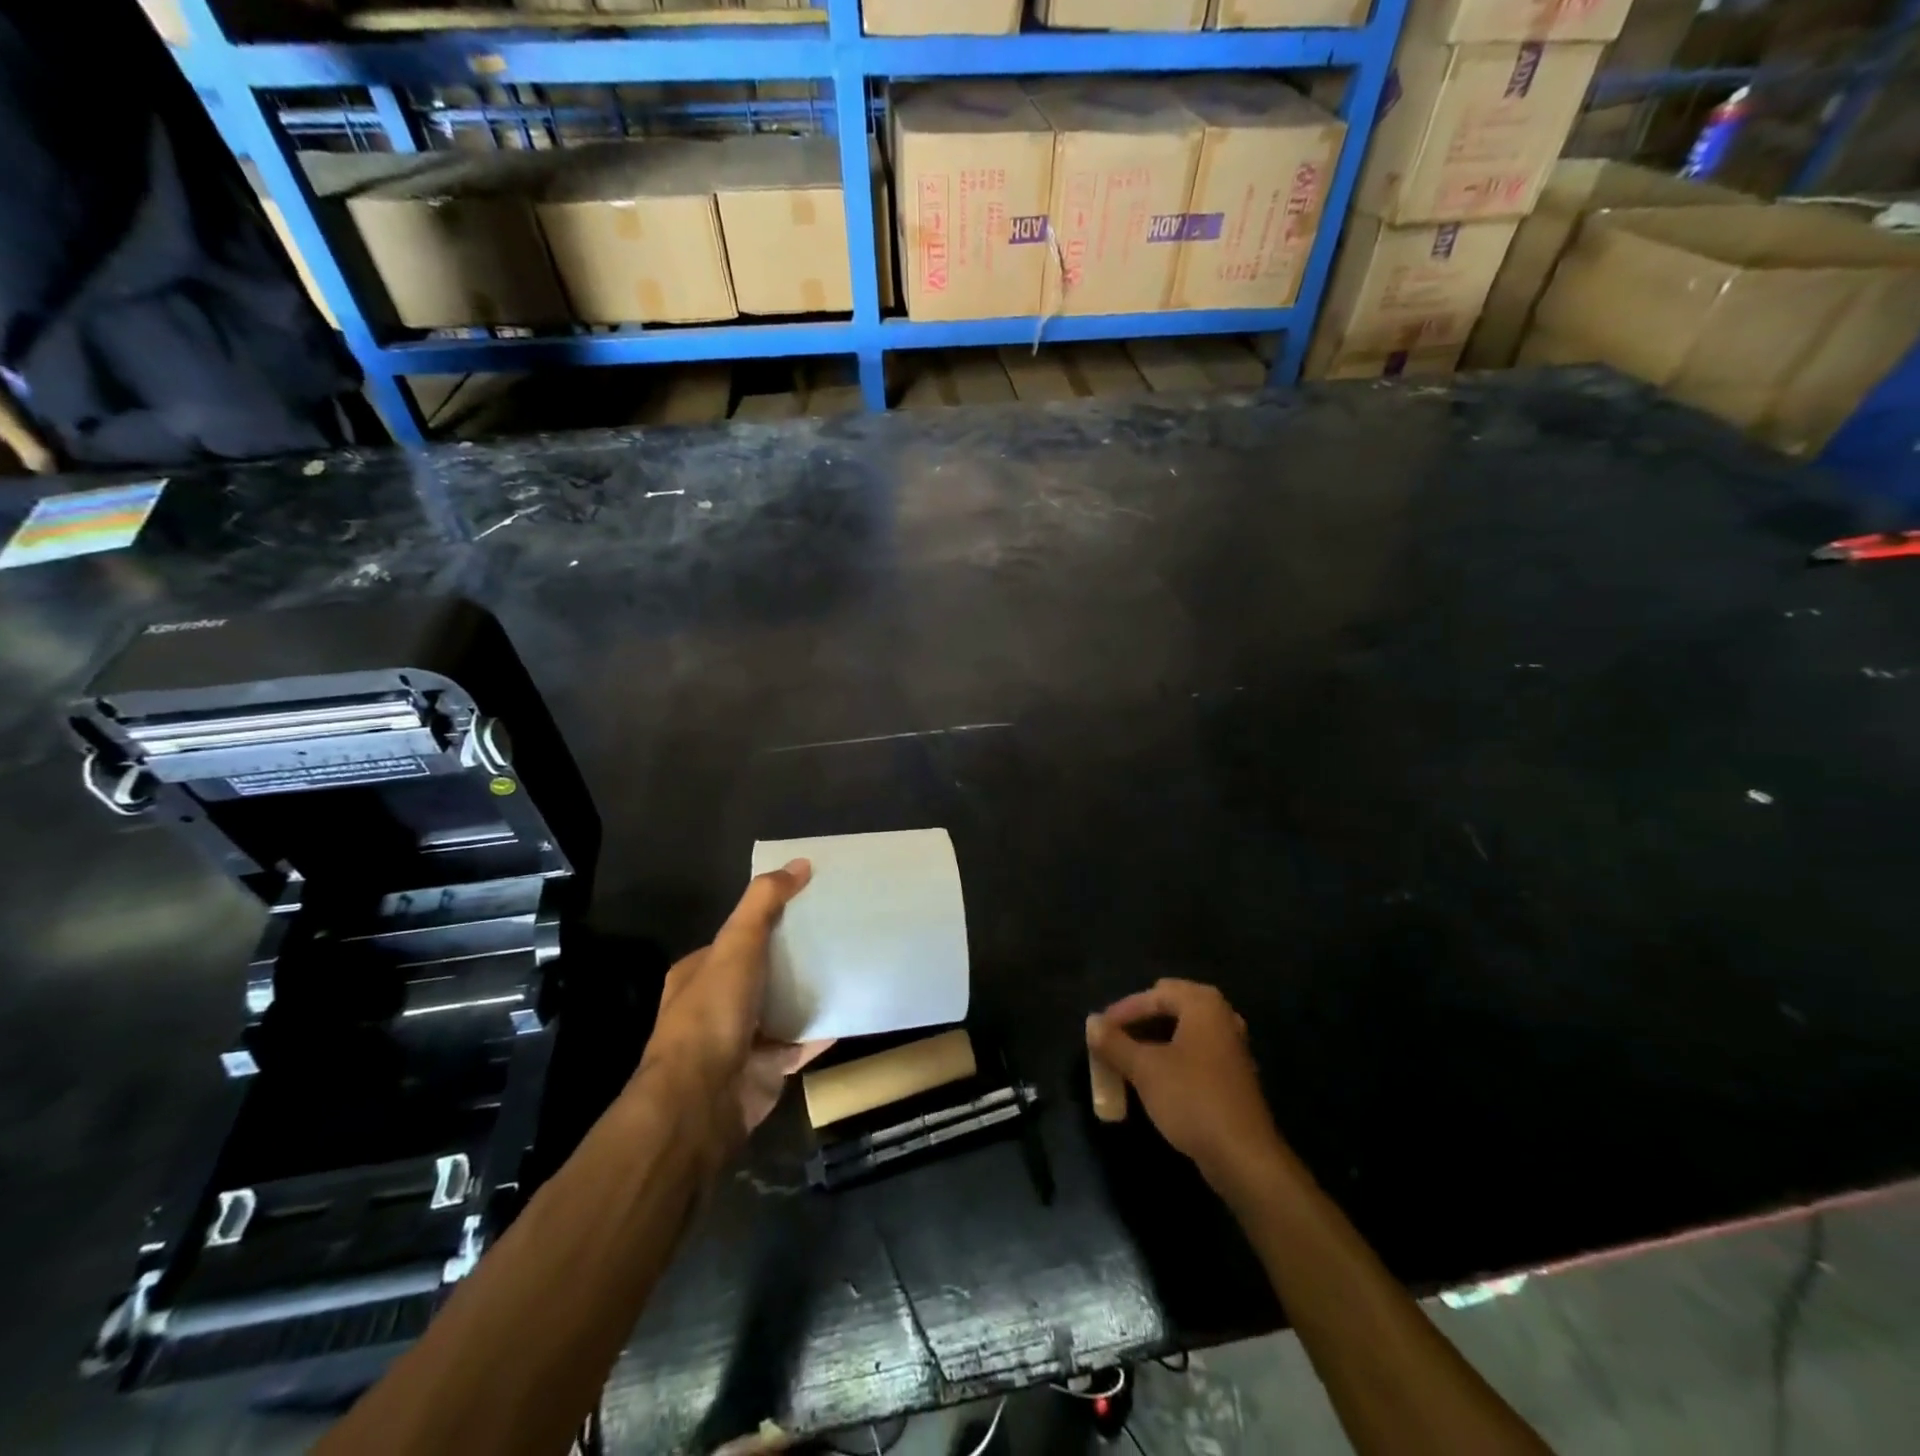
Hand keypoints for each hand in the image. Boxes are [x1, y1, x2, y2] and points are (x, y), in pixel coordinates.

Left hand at [634, 860, 831, 1160]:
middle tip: (839, 931)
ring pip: (784, 1007)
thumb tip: (800, 863)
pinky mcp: (768, 1068)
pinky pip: (802, 1041)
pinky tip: (853, 1008)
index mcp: (700, 973)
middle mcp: (718, 1005)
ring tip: (851, 963)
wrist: (703, 1100)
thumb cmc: (713, 1013)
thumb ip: (764, 903)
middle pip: (764, 971)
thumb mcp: (737, 944)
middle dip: (796, 955)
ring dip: (811, 991)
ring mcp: (743, 1040)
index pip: (738, 937)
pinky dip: (824, 1028)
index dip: (770, 919)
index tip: (810, 904)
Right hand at [1086, 979, 1285, 1190]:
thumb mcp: (1144, 1069)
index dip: (1123, 1011)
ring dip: (1154, 1042)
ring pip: (1183, 1032)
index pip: (1154, 995)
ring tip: (1128, 1057)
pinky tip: (1154, 1078)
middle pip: (1171, 1008)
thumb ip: (1115, 1043)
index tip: (1099, 1031)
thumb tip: (1092, 1024)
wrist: (1243, 1157)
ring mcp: (1231, 1046)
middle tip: (1114, 1038)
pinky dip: (1172, 1058)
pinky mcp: (1233, 1075)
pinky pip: (1195, 1053)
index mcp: (1203, 1004)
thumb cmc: (1192, 1099)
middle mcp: (1222, 1017)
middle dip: (1140, 1022)